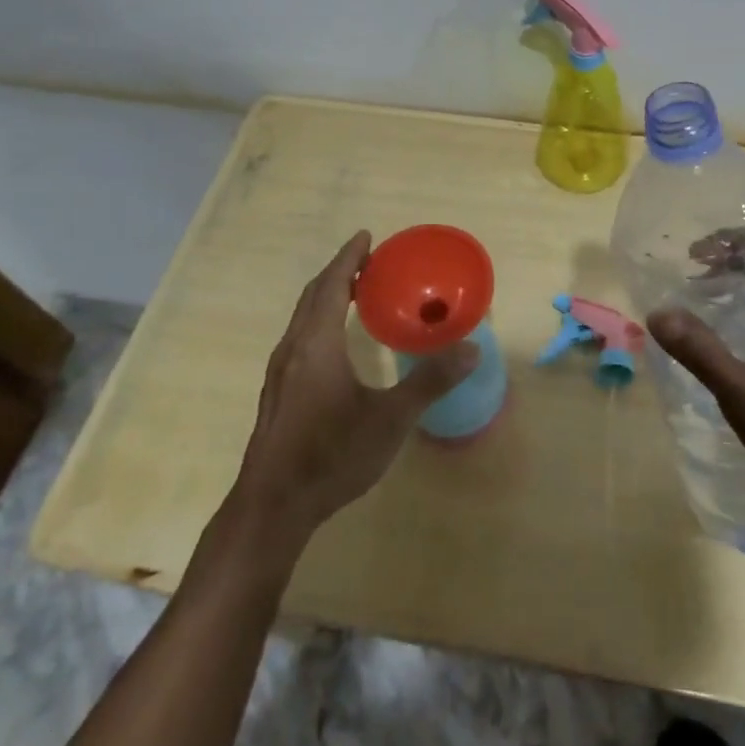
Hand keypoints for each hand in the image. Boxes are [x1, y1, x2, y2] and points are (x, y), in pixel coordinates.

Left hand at [226, 232, 478, 546]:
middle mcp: (294, 349)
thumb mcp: (390, 419)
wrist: (272, 508)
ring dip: (328, 296)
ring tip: (356, 292)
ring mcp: (280, 373)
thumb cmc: (331, 455)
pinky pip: (300, 337)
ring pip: (303, 318)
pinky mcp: (278, 394)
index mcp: (317, 344)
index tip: (367, 236)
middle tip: (368, 260)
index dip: (349, 258)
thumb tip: (472, 349)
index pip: (333, 286)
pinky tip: (336, 342)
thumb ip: (430, 382)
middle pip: (314, 296)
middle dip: (340, 272)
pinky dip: (319, 319)